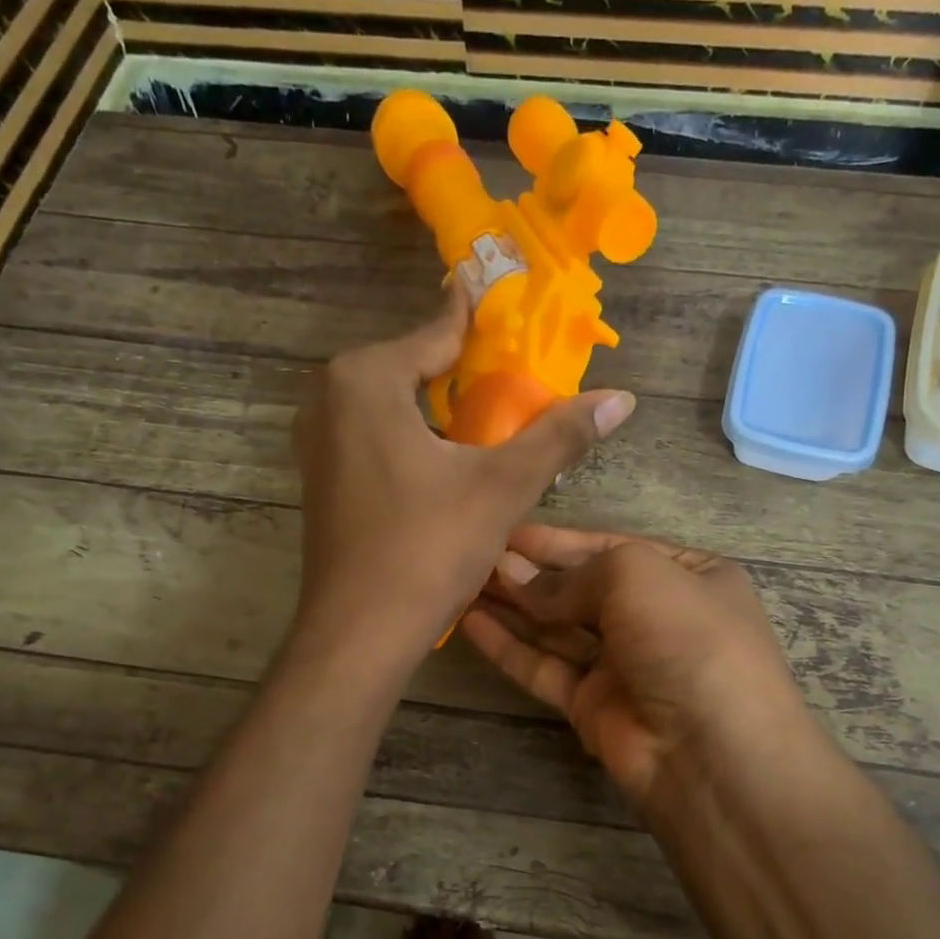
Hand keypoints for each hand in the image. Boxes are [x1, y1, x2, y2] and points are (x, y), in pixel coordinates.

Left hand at [291, 291, 635, 662]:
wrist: (359, 631)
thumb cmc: (428, 548)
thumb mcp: (503, 487)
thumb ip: (559, 436)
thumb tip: (622, 398)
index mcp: (366, 378)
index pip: (438, 331)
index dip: (482, 321)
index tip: (515, 307)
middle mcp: (329, 397)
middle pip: (412, 367)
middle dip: (463, 372)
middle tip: (517, 377)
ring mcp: (317, 441)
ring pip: (392, 406)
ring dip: (438, 410)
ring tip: (491, 420)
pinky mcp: (321, 479)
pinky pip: (374, 438)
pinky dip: (411, 439)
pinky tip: (446, 463)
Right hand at [462, 525, 809, 808]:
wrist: (711, 752)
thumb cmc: (686, 638)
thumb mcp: (636, 576)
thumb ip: (572, 576)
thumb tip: (519, 581)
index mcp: (689, 576)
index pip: (614, 548)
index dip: (560, 541)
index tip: (510, 532)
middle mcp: (657, 618)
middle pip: (583, 588)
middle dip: (534, 573)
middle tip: (480, 557)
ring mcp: (625, 665)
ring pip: (559, 629)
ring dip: (515, 606)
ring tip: (466, 581)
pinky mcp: (593, 706)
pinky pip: (545, 668)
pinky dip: (510, 647)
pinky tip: (471, 622)